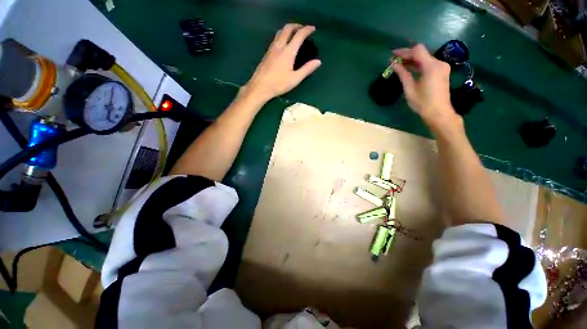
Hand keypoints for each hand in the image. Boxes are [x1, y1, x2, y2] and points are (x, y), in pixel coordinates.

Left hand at [242, 24, 321, 102]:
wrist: (260, 86)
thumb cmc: (279, 84)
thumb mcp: (295, 79)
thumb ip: (307, 69)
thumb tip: (318, 61)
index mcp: (288, 51)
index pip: (299, 35)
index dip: (307, 30)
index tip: (312, 29)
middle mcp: (279, 46)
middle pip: (288, 29)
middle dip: (296, 26)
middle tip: (303, 29)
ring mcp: (271, 48)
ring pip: (280, 32)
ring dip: (288, 29)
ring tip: (294, 33)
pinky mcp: (267, 53)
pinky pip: (275, 38)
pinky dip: (282, 35)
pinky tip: (283, 43)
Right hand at [392, 44, 459, 129]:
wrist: (439, 112)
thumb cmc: (422, 102)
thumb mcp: (410, 89)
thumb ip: (403, 74)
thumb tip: (394, 64)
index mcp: (431, 66)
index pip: (417, 51)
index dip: (404, 51)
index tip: (393, 54)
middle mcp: (439, 63)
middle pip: (422, 53)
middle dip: (408, 55)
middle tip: (394, 60)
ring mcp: (442, 67)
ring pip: (425, 58)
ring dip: (412, 60)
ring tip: (399, 64)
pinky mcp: (442, 72)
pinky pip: (429, 64)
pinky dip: (419, 65)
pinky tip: (410, 69)